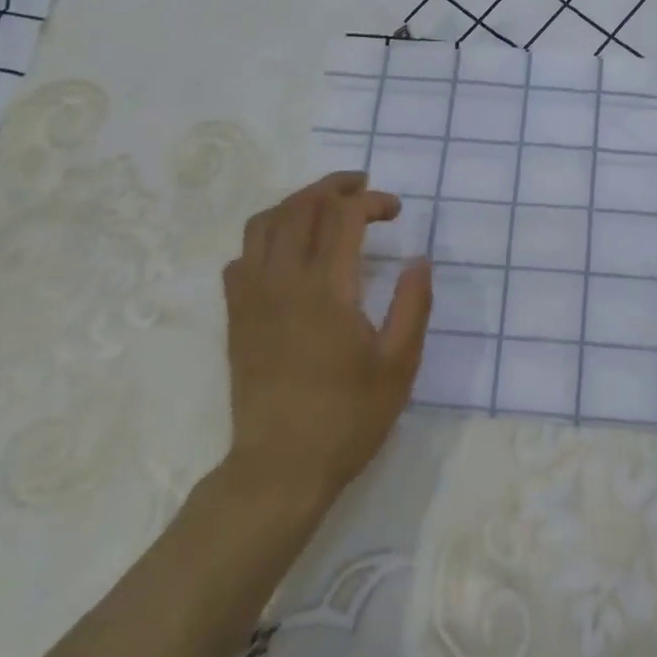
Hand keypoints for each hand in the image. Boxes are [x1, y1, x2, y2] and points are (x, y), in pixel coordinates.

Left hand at [218, 171, 432, 507]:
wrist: (280, 469)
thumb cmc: (348, 418)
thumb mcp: (399, 365)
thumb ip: (413, 305)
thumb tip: (420, 259)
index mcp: (328, 289)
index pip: (343, 216)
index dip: (371, 200)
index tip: (395, 211)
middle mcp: (284, 281)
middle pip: (301, 206)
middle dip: (335, 186)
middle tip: (364, 188)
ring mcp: (253, 297)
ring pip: (264, 223)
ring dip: (297, 203)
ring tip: (325, 208)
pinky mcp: (237, 316)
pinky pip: (242, 256)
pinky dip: (266, 238)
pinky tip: (287, 253)